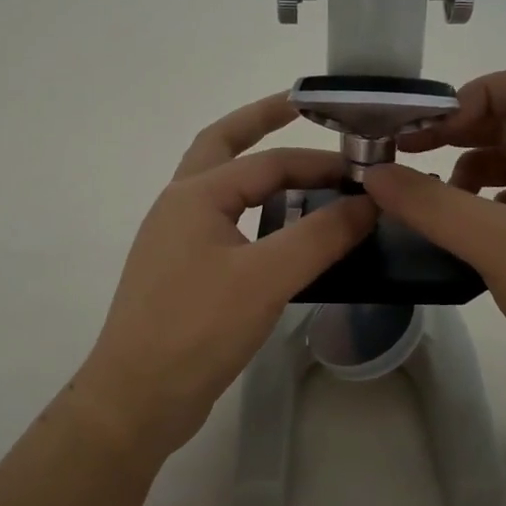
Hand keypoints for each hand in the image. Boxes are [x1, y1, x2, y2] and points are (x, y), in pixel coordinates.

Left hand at [74, 94, 375, 460]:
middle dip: (258, 122)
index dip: (319, 162)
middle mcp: (179, 206)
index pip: (268, 162)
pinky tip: (278, 233)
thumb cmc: (197, 328)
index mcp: (195, 194)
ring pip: (221, 188)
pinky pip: (223, 224)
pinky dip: (252, 212)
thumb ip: (321, 236)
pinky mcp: (181, 273)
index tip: (364, 170)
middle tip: (299, 108)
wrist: (137, 397)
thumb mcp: (267, 278)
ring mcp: (175, 241)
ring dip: (255, 169)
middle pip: (222, 146)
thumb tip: (368, 202)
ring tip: (299, 171)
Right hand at [363, 68, 505, 418]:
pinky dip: (478, 213)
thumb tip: (373, 173)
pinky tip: (457, 239)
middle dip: (457, 135)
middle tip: (406, 160)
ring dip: (465, 176)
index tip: (430, 130)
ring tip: (430, 207)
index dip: (474, 95)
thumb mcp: (495, 241)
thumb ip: (429, 204)